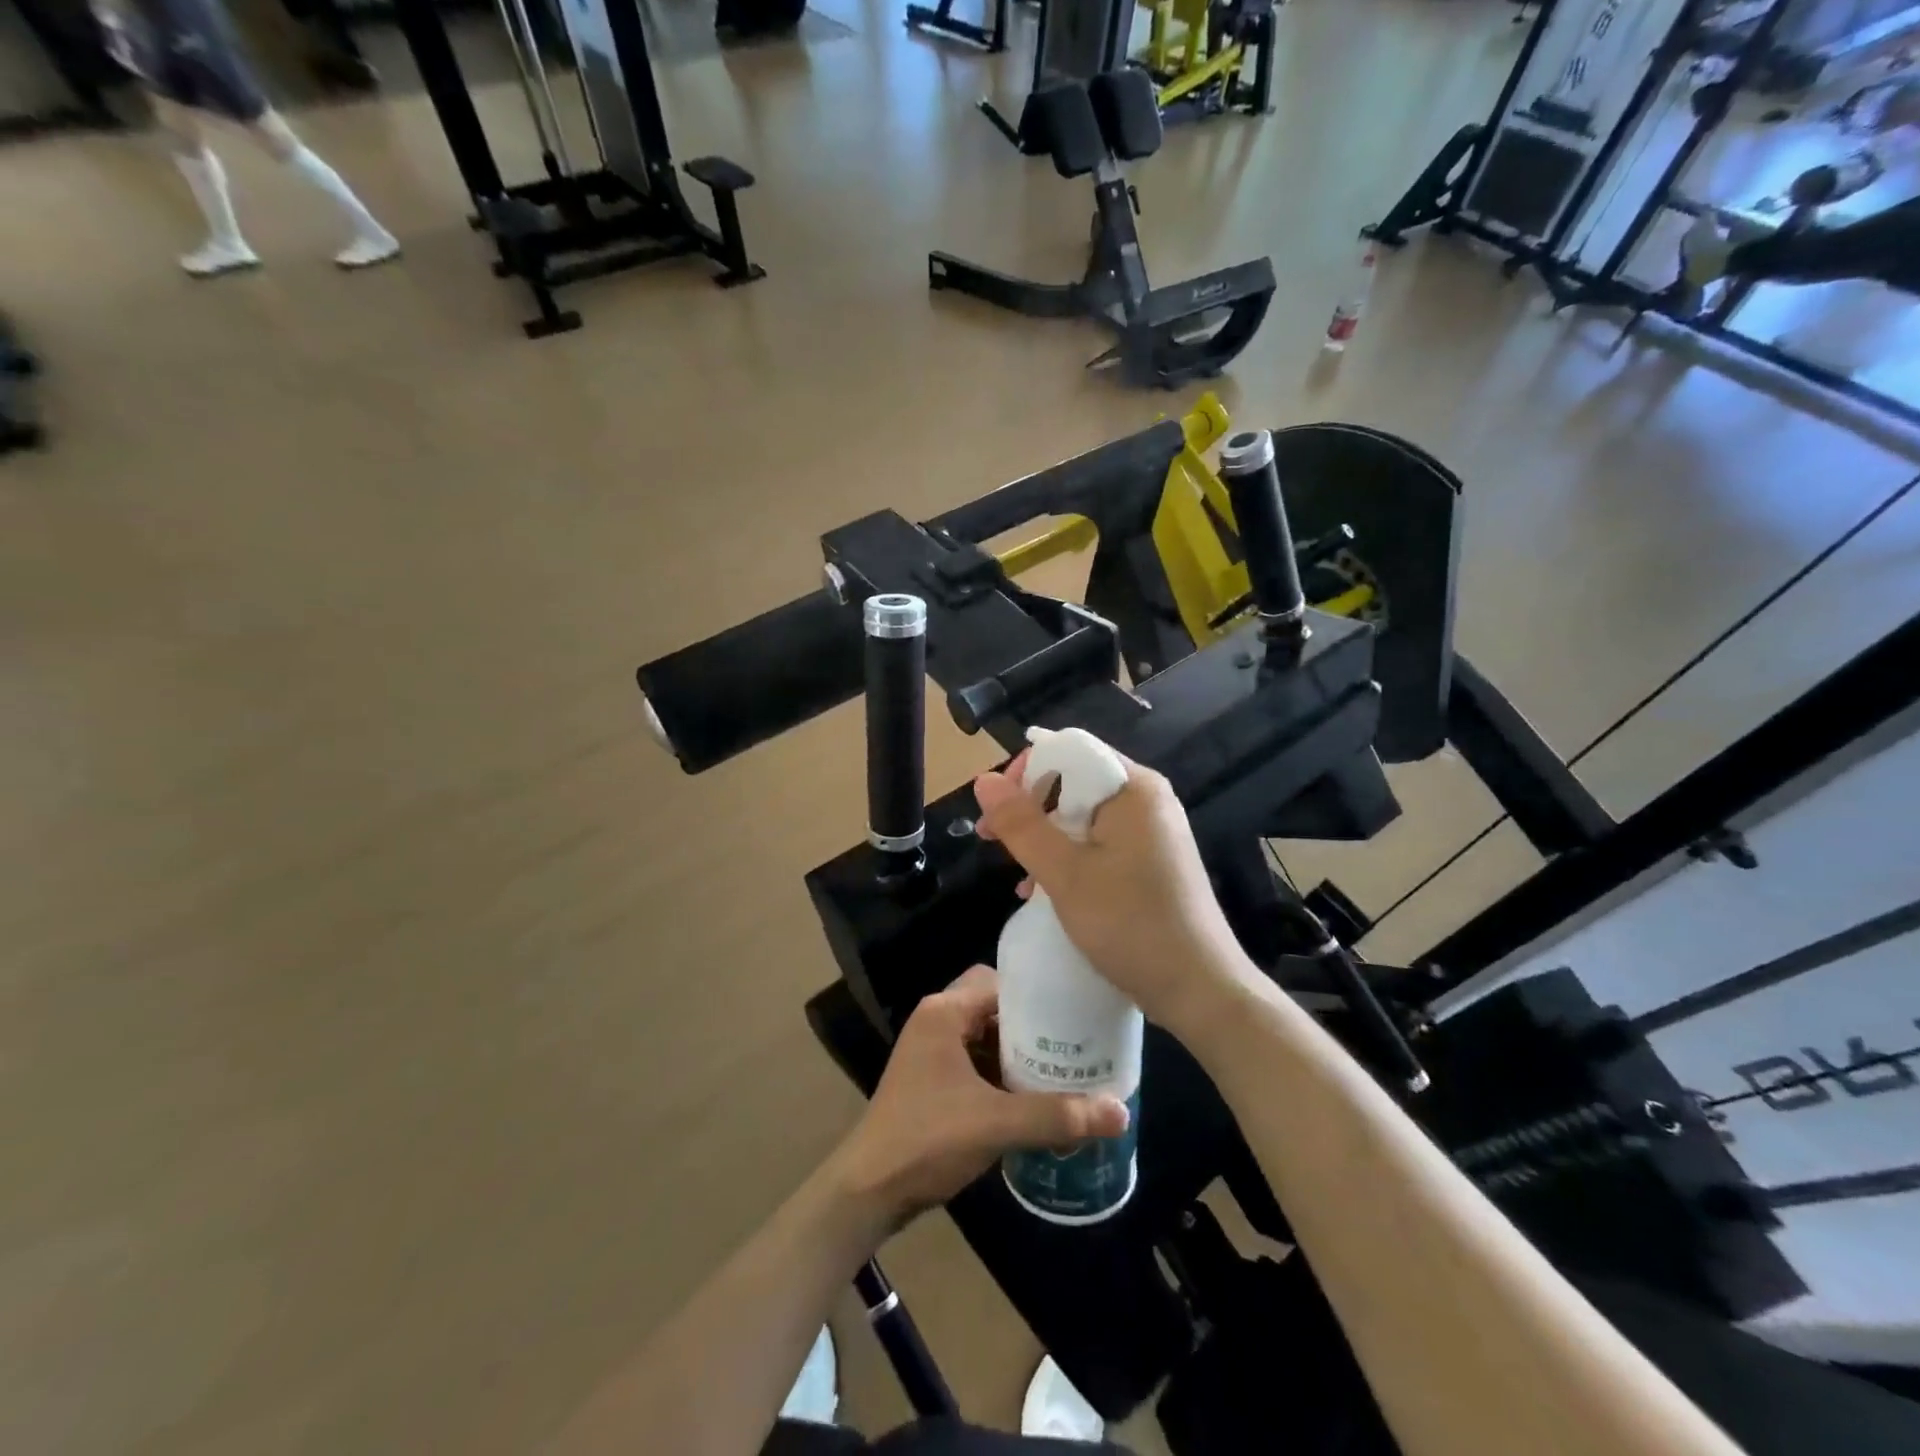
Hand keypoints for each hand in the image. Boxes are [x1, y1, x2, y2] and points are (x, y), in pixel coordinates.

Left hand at [831, 967, 1128, 1225]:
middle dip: (1033, 1026)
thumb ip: (1057, 1115)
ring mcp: (931, 1052)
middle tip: (1075, 1044)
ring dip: (1018, 1052)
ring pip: (985, 1035)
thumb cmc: (928, 1139)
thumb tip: (1121, 1112)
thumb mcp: (997, 1124)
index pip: (1000, 982)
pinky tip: (1032, 1098)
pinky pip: (975, 1062)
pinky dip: (1001, 1073)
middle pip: (994, 1006)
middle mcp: (936, 1021)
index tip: (1077, 1013)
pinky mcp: (932, 1080)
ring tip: (1063, 1069)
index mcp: (945, 1012)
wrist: (869, 1190)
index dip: (1039, 995)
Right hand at [973, 752, 1245, 1036]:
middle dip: (1031, 809)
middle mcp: (1147, 800)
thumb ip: (1022, 824)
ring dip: (1046, 839)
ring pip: (1084, 817)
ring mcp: (1152, 833)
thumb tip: (983, 780)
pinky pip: (1100, 844)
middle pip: (1076, 782)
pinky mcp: (1152, 863)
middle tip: (993, 840)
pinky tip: (1044, 891)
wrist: (1199, 990)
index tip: (995, 809)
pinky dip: (1070, 859)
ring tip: (1017, 874)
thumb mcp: (1065, 873)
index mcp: (1134, 788)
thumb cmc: (1130, 923)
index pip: (1069, 751)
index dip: (1026, 772)